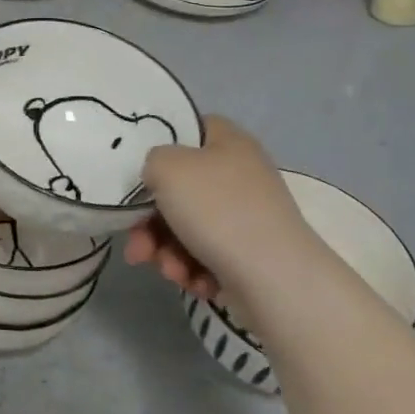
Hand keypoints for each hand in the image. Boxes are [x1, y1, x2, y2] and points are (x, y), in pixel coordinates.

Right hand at [124, 115, 321, 303]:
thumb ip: (151, 161)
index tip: (140, 175)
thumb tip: (159, 178)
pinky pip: (207, 254)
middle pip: (179, 189)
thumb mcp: (167, 167)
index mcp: (228, 142)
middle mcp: (240, 174)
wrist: (277, 280)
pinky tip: (194, 283)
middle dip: (151, 223)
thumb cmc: (218, 210)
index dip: (160, 148)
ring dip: (167, 251)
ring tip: (170, 272)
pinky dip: (193, 268)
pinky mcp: (250, 254)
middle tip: (138, 247)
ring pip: (187, 227)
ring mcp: (247, 216)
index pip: (188, 130)